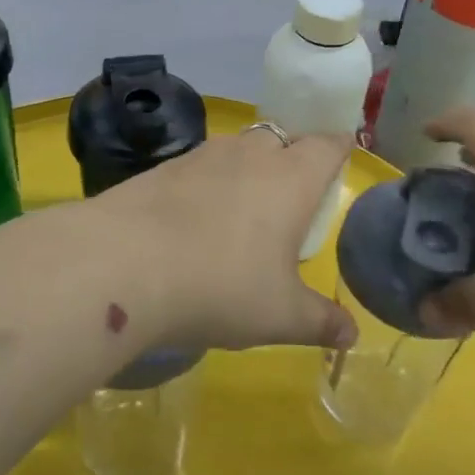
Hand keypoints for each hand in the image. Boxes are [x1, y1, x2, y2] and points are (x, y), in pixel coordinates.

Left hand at [84, 126, 360, 354]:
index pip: (327, 145)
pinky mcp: (162, 168)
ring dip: (246, 168)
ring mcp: (201, 156)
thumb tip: (351, 336)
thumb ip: (320, 322)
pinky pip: (198, 167)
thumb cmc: (221, 286)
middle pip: (281, 138)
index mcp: (290, 178)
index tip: (341, 155)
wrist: (123, 263)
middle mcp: (250, 155)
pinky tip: (193, 220)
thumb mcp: (280, 315)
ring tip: (243, 208)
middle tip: (292, 195)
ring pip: (237, 149)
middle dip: (291, 156)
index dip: (338, 147)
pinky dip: (206, 184)